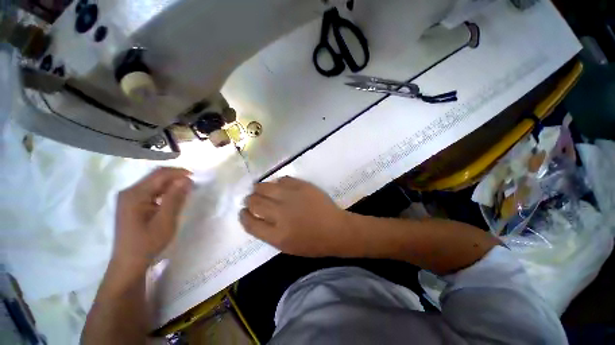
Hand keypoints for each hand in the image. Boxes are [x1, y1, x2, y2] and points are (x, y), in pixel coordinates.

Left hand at [112, 167, 192, 271]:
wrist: (129, 262)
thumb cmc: (148, 243)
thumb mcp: (165, 220)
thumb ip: (175, 198)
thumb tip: (186, 180)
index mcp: (135, 194)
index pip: (159, 174)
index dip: (179, 172)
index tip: (195, 177)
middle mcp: (129, 192)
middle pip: (155, 176)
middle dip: (175, 177)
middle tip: (192, 184)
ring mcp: (128, 198)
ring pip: (154, 183)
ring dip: (171, 184)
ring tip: (186, 190)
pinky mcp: (131, 204)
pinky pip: (151, 191)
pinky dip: (164, 191)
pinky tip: (173, 197)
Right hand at [240, 177, 351, 256]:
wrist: (336, 229)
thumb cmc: (313, 243)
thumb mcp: (286, 246)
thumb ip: (268, 232)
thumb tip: (256, 216)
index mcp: (277, 235)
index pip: (250, 222)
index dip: (243, 216)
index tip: (243, 211)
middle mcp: (281, 214)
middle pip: (255, 202)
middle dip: (249, 200)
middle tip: (250, 199)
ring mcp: (292, 197)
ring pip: (265, 187)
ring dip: (258, 188)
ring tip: (259, 189)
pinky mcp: (302, 186)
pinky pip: (283, 179)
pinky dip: (277, 182)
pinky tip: (278, 186)